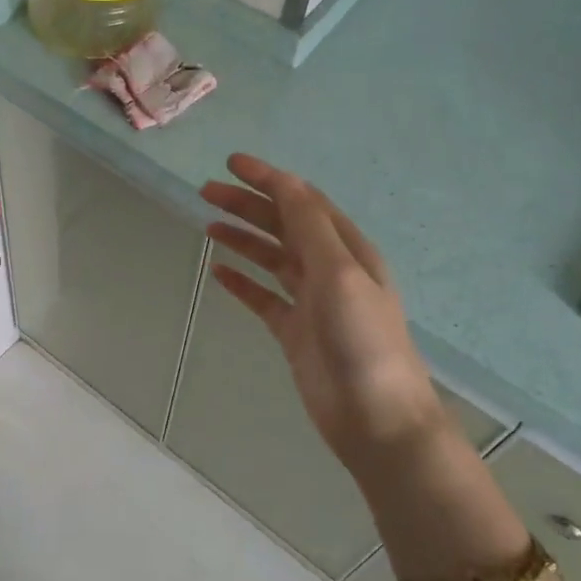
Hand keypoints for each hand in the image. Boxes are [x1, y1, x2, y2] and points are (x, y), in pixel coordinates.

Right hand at [201, 154, 447, 482]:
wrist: (375, 417)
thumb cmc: (362, 340)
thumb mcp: (339, 273)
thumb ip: (309, 227)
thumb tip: (284, 183)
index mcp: (347, 249)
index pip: (303, 201)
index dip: (269, 179)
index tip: (231, 163)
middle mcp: (329, 269)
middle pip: (283, 225)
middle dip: (247, 205)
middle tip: (205, 191)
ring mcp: (311, 302)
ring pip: (271, 258)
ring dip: (242, 238)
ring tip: (208, 223)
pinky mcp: (295, 332)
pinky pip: (263, 297)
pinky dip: (242, 282)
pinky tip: (218, 272)